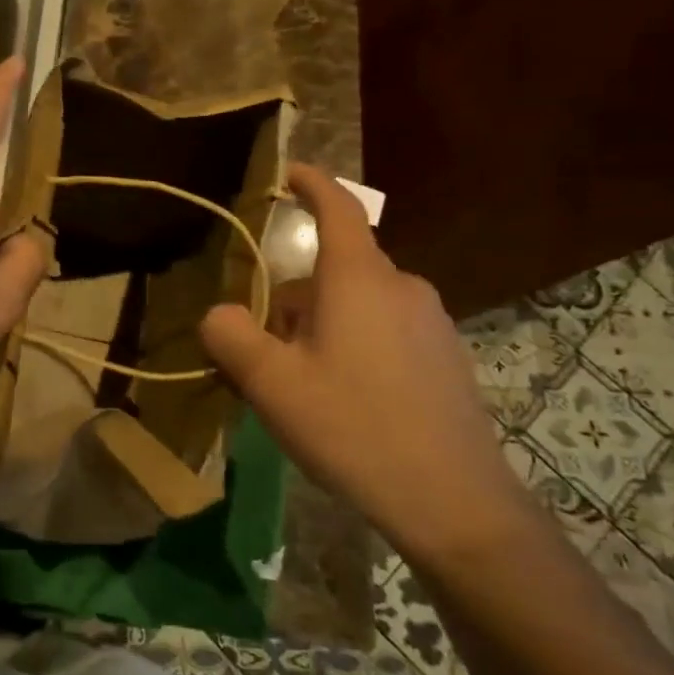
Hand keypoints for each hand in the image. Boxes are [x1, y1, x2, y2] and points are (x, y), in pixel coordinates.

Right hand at [198, 164, 536, 565]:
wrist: (453, 502)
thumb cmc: (352, 427)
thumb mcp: (269, 383)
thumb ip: (230, 335)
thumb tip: (220, 313)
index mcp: (358, 280)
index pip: (337, 209)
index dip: (312, 184)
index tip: (289, 172)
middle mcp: (401, 287)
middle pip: (334, 271)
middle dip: (293, 300)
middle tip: (263, 353)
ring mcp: (432, 322)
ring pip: (358, 304)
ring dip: (321, 328)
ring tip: (302, 387)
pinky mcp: (446, 357)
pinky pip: (385, 331)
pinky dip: (354, 347)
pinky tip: (346, 403)